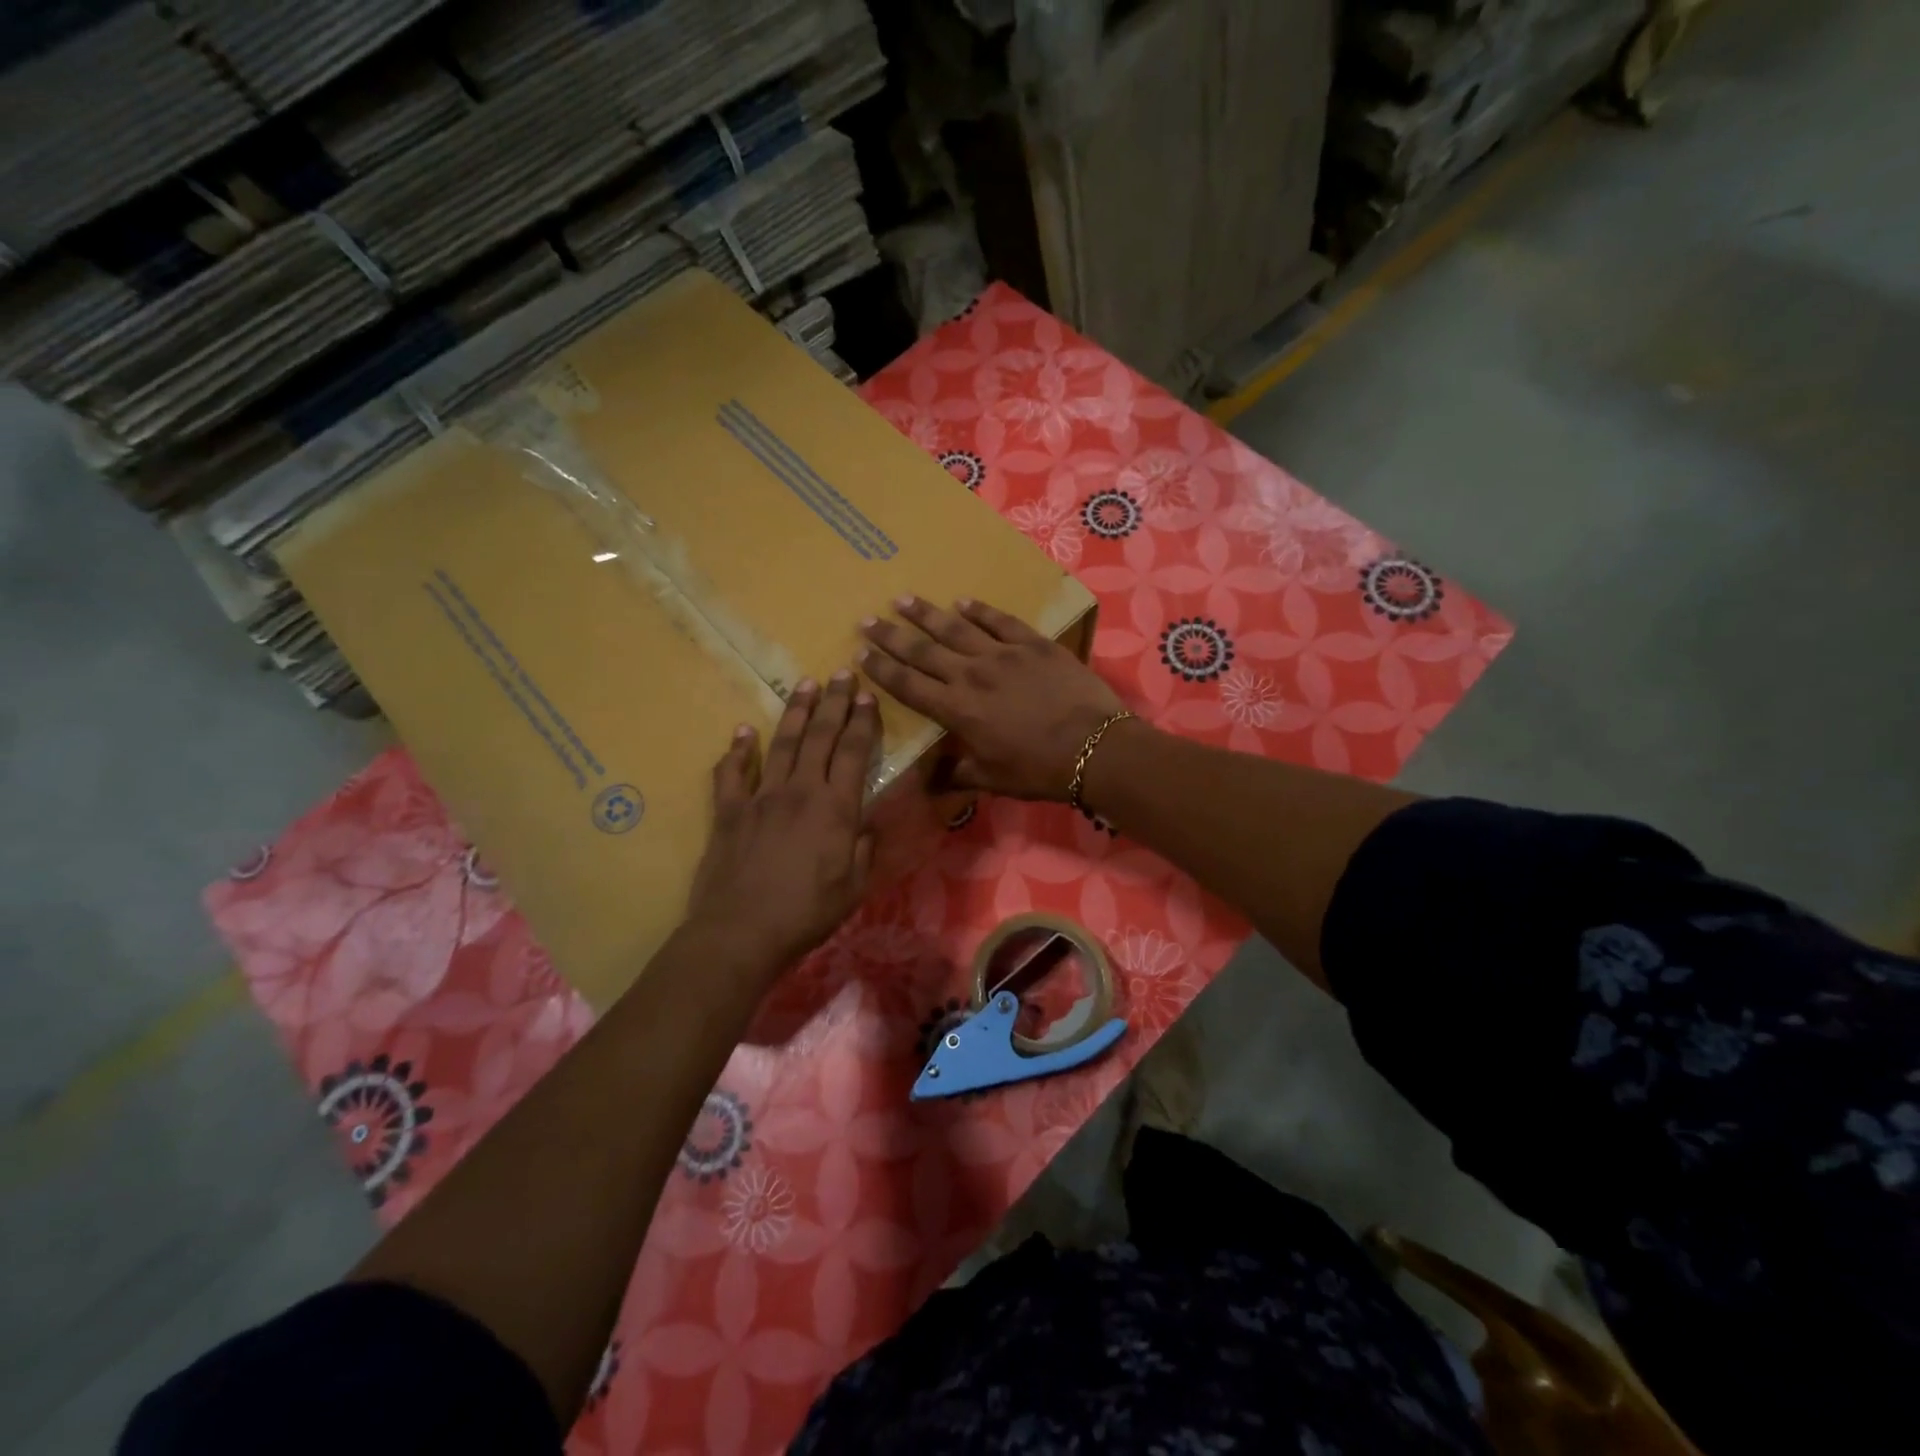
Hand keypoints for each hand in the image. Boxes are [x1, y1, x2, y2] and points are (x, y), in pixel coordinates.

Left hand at [685, 672, 877, 977]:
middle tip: (840, 672)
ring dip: (794, 712)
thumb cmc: (807, 913)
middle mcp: (800, 791)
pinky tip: (743, 731)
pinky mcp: (729, 811)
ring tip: (803, 685)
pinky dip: (737, 750)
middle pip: (819, 736)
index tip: (866, 695)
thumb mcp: (854, 886)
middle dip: (833, 702)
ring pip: (781, 743)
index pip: (854, 752)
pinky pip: (731, 773)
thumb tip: (866, 822)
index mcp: (835, 808)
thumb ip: (863, 848)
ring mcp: (760, 797)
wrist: (741, 931)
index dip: (862, 721)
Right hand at [858, 597, 1127, 800]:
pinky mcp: (1032, 643)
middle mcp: (971, 675)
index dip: (881, 670)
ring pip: (955, 628)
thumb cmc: (1040, 770)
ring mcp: (1003, 654)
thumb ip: (956, 773)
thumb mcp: (992, 779)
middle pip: (922, 650)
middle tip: (867, 620)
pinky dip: (979, 610)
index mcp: (957, 710)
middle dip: (891, 636)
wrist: (1095, 747)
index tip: (860, 655)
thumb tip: (926, 780)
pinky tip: (962, 601)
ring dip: (925, 614)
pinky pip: (999, 620)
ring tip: (902, 600)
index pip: (908, 685)